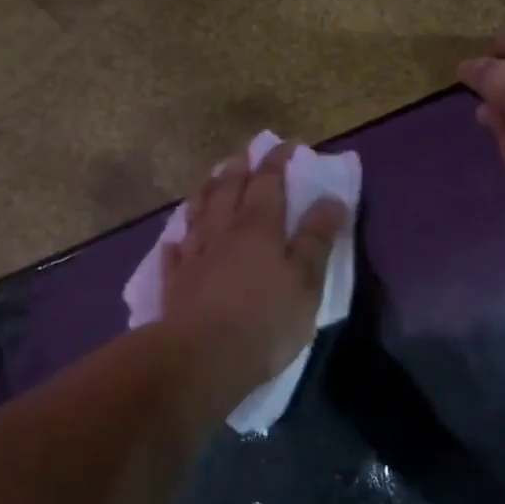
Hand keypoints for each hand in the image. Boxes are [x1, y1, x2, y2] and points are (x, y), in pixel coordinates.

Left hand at [163, 141, 349, 387]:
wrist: (200, 360)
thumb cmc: (265, 320)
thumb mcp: (306, 281)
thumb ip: (316, 240)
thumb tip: (331, 200)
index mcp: (258, 228)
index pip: (268, 183)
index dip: (278, 161)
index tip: (289, 144)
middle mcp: (222, 232)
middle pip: (228, 190)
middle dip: (239, 168)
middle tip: (245, 152)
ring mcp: (194, 257)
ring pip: (198, 213)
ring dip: (206, 191)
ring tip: (211, 178)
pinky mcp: (174, 284)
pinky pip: (173, 253)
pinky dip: (176, 240)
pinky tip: (174, 238)